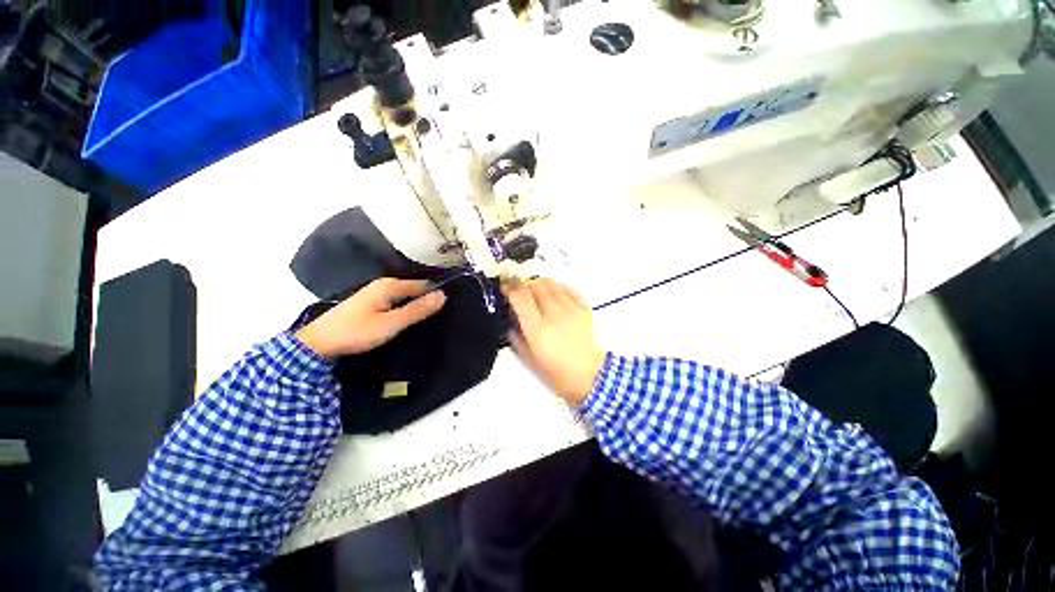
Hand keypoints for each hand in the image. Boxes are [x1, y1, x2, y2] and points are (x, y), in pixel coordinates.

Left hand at [296, 278, 445, 357]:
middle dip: (424, 300)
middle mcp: (381, 285)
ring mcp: (372, 294)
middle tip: (443, 318)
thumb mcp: (390, 324)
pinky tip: (403, 324)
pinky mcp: (366, 305)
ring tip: (427, 323)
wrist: (323, 340)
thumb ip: (416, 311)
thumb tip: (443, 296)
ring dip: (412, 307)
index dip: (435, 294)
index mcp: (389, 285)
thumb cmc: (357, 332)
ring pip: (400, 298)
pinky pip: (391, 303)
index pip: (421, 284)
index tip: (451, 308)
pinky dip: (400, 311)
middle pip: (411, 290)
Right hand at [506, 278, 606, 404]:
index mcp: (538, 329)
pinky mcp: (585, 309)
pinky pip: (568, 289)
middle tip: (519, 292)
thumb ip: (517, 339)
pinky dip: (558, 288)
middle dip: (524, 285)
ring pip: (551, 283)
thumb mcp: (530, 361)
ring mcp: (571, 310)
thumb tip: (511, 324)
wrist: (590, 377)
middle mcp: (554, 315)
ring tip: (536, 293)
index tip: (505, 289)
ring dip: (540, 284)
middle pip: (535, 285)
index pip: (520, 296)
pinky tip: (555, 295)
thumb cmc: (560, 374)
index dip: (509, 288)